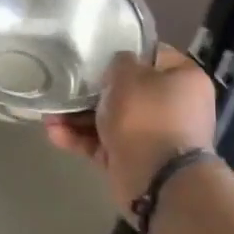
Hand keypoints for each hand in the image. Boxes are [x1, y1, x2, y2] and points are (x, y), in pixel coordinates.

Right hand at [46, 45, 216, 216]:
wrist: (157, 179)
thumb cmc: (146, 116)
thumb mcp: (129, 75)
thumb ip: (120, 63)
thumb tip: (120, 66)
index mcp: (184, 80)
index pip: (153, 56)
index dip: (124, 53)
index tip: (96, 55)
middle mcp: (173, 106)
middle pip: (128, 91)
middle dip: (92, 91)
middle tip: (65, 86)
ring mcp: (153, 135)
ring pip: (111, 119)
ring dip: (78, 117)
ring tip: (48, 114)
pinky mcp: (133, 159)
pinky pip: (103, 143)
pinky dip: (80, 139)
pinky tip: (54, 133)